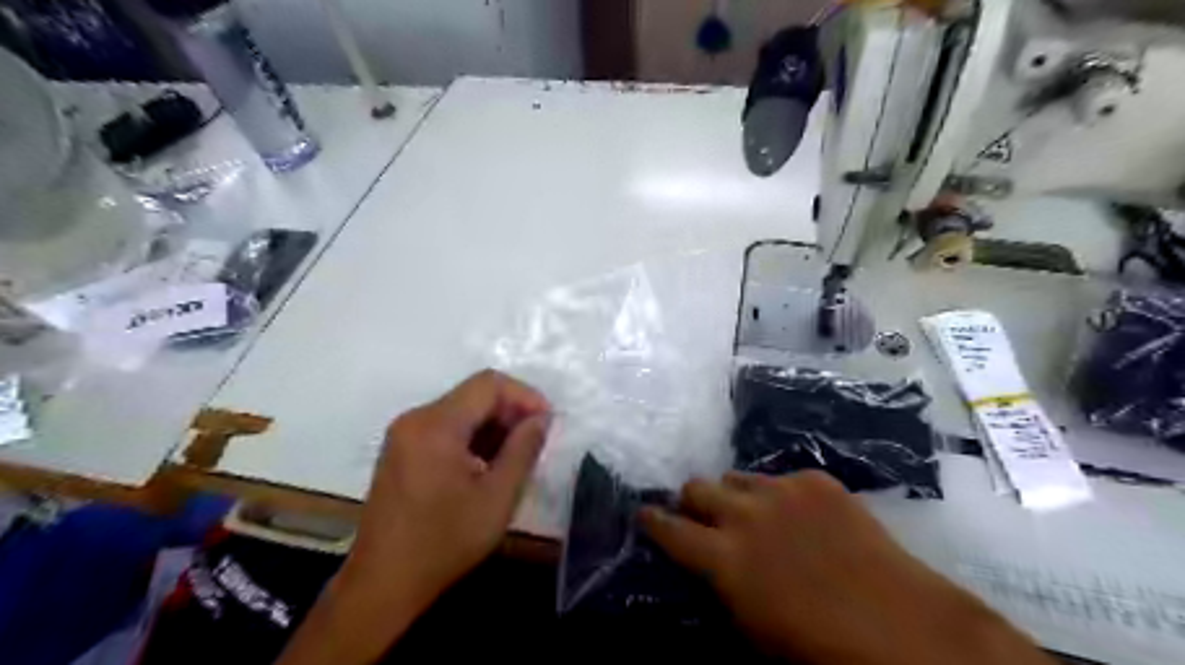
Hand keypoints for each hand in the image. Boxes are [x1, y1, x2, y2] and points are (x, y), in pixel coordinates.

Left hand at [277, 372, 549, 662]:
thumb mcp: (497, 497)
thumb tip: (542, 418)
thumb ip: (524, 450)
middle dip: (511, 412)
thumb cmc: (444, 542)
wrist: (383, 584)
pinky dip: (473, 438)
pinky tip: (489, 466)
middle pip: (474, 395)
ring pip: (462, 411)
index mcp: (436, 425)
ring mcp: (405, 434)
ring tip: (516, 457)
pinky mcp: (402, 450)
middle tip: (536, 442)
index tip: (547, 422)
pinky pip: (446, 428)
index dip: (525, 396)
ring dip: (493, 426)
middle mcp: (416, 419)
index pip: (488, 384)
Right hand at [644, 471, 1050, 664]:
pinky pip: (782, 478)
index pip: (668, 528)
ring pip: (737, 477)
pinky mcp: (815, 480)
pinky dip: (782, 496)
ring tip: (755, 515)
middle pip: (696, 487)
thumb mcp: (750, 628)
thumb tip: (706, 563)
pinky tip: (804, 518)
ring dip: (735, 496)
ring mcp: (781, 490)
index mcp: (722, 557)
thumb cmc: (817, 647)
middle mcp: (744, 514)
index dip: (652, 520)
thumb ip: (718, 586)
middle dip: (692, 502)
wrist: (899, 625)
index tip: (645, 514)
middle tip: (703, 516)